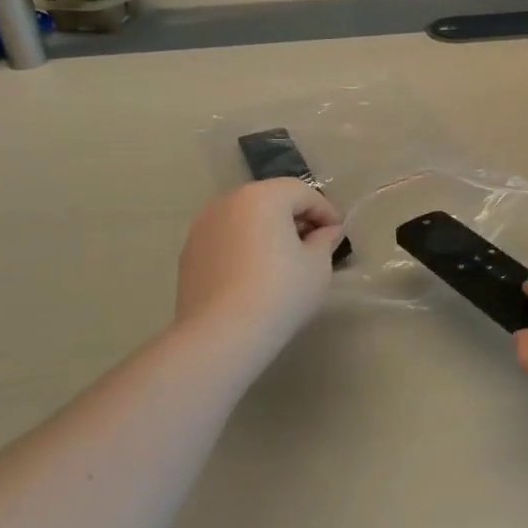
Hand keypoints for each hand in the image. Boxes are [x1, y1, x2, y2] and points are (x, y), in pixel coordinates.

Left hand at [174, 179, 343, 347]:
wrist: (221, 335)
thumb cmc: (279, 293)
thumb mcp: (317, 266)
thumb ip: (324, 240)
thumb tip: (326, 232)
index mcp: (263, 196)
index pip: (303, 192)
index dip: (326, 211)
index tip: (338, 235)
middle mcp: (229, 201)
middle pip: (271, 199)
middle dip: (295, 217)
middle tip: (314, 245)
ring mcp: (203, 226)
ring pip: (246, 218)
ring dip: (268, 230)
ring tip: (283, 260)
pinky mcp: (189, 252)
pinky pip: (226, 238)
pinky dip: (244, 246)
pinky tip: (254, 274)